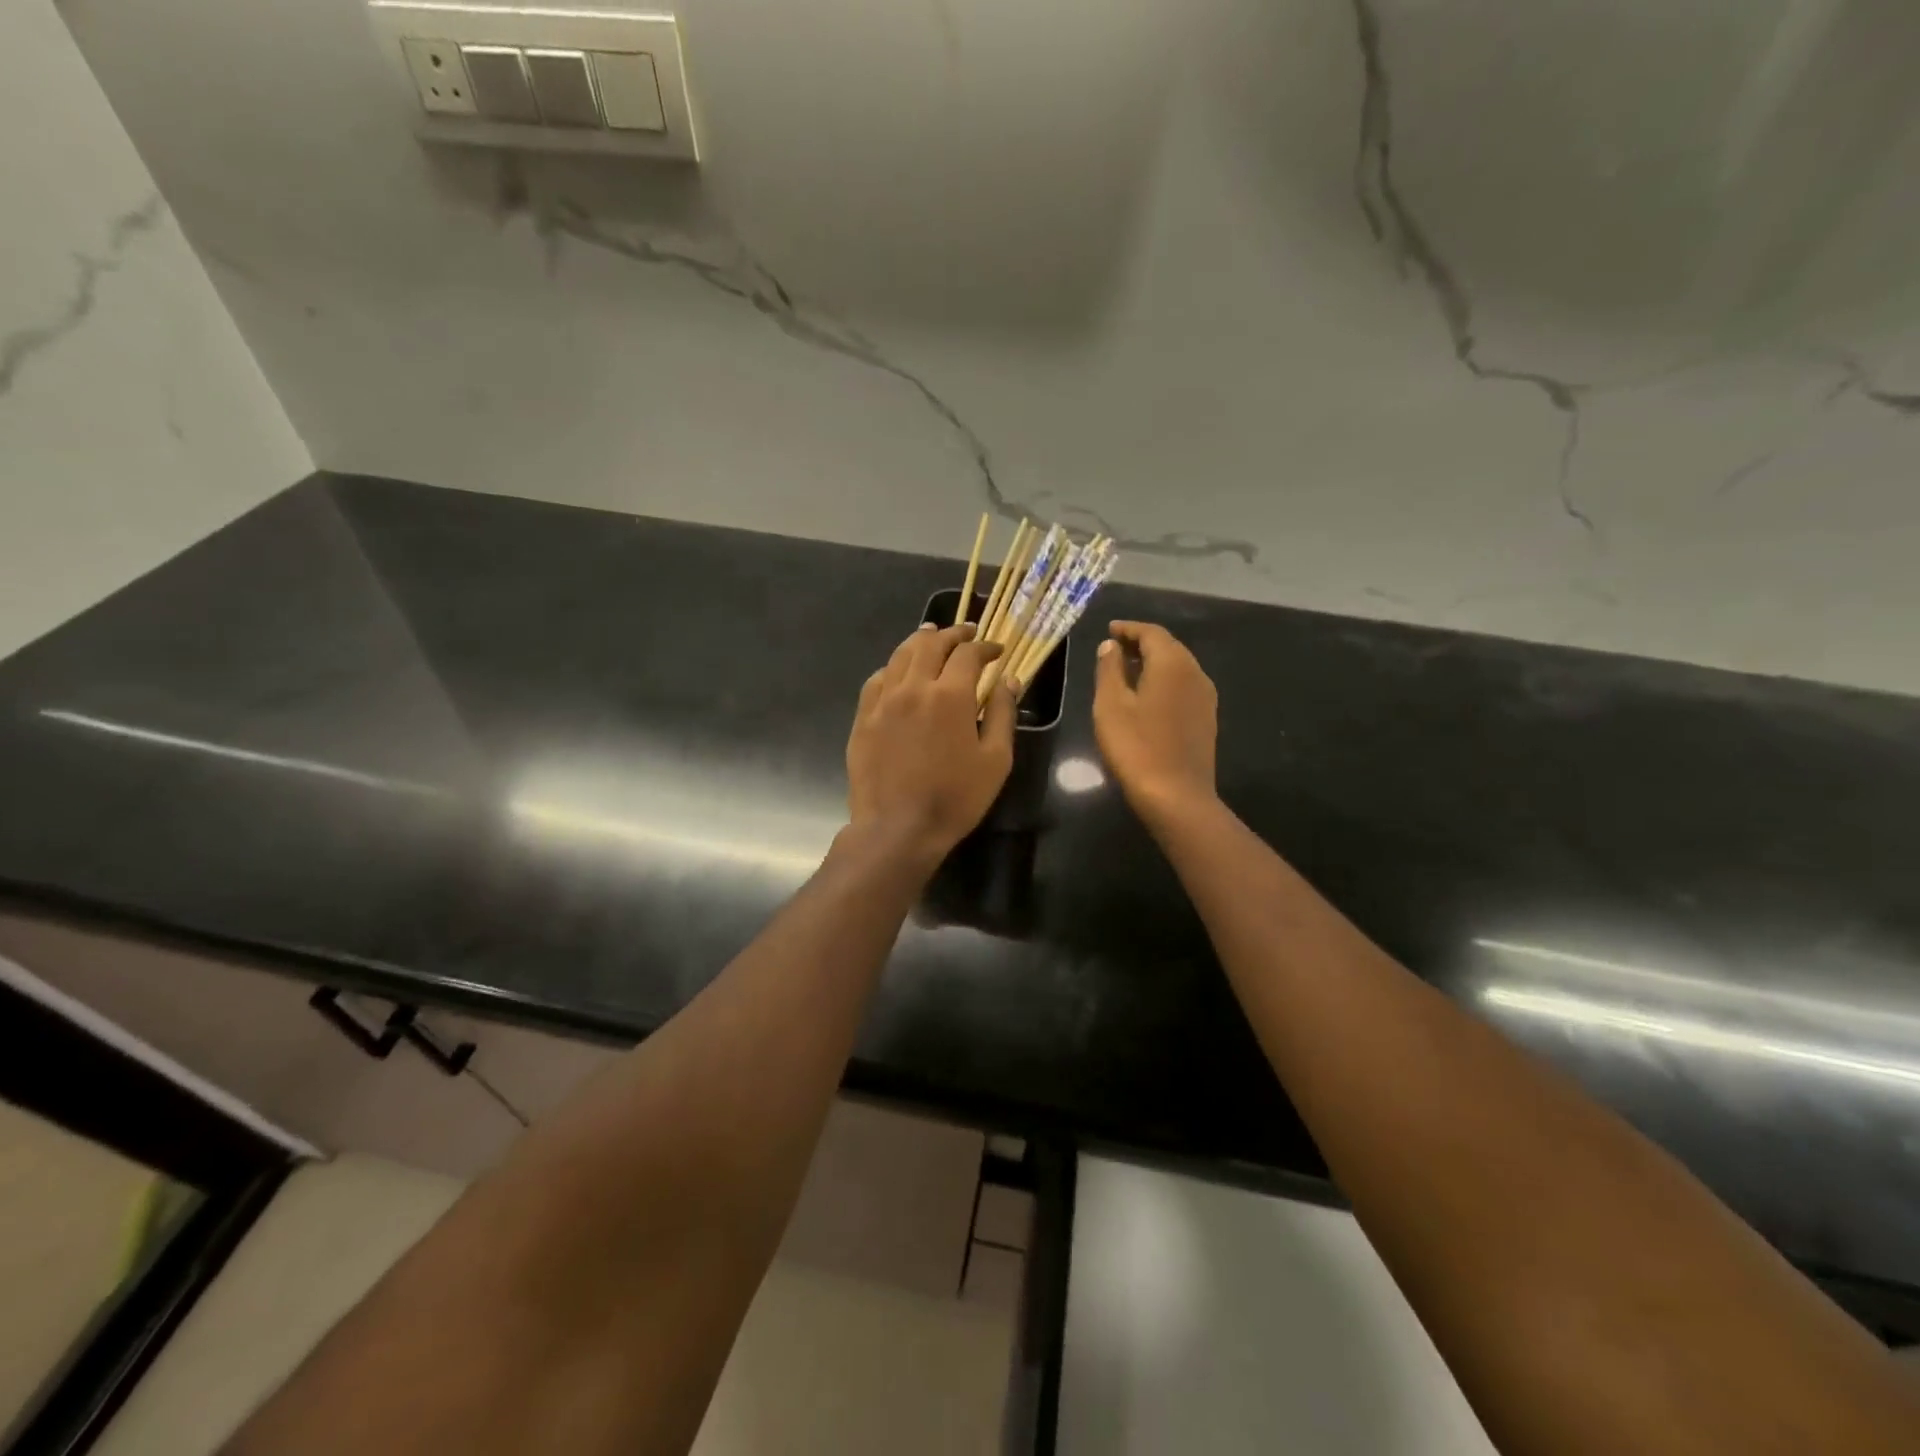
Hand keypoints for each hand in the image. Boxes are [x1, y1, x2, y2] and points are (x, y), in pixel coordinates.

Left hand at [846, 623, 1015, 861]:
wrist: (898, 828)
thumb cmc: (955, 798)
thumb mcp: (995, 760)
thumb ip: (1003, 714)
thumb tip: (1009, 680)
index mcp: (949, 695)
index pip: (968, 653)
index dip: (985, 647)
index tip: (997, 651)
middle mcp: (913, 687)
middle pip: (930, 644)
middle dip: (953, 634)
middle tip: (967, 634)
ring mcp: (883, 701)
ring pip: (900, 655)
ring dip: (920, 641)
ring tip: (932, 636)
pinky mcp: (864, 717)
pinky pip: (877, 679)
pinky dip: (893, 667)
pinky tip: (899, 672)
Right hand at [1093, 621, 1218, 823]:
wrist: (1176, 795)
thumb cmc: (1136, 746)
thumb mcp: (1111, 705)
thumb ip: (1109, 669)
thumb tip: (1110, 645)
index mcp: (1172, 663)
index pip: (1152, 632)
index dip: (1129, 628)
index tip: (1110, 629)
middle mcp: (1195, 673)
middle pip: (1169, 647)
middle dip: (1142, 643)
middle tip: (1115, 648)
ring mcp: (1206, 697)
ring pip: (1179, 667)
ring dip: (1154, 663)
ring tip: (1127, 670)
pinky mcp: (1207, 719)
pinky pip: (1184, 687)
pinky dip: (1164, 681)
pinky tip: (1148, 696)